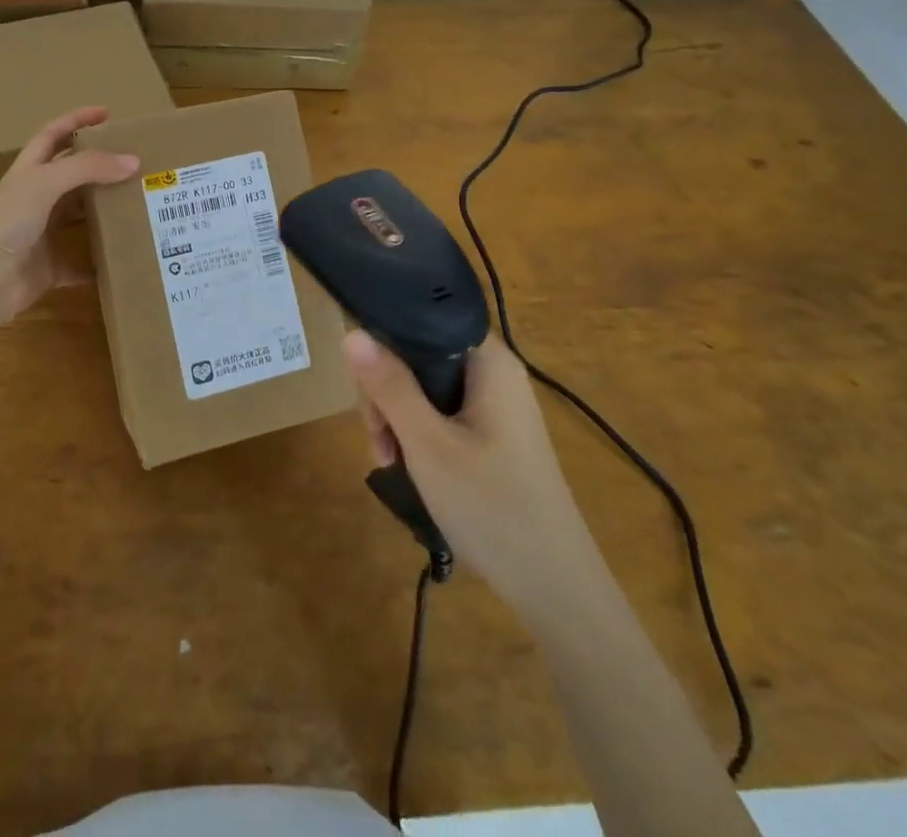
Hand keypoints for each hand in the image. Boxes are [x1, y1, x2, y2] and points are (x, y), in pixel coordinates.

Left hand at [0, 106, 139, 328]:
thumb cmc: (8, 222)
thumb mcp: (45, 183)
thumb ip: (88, 167)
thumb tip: (133, 161)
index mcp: (30, 172)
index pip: (54, 135)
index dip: (77, 120)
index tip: (107, 114)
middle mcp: (37, 199)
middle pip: (72, 175)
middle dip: (100, 166)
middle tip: (135, 161)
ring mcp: (44, 233)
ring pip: (80, 216)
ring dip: (105, 211)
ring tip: (140, 203)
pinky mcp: (52, 267)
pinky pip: (82, 263)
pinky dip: (101, 261)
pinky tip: (127, 254)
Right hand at [345, 331, 588, 601]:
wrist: (555, 587)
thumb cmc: (491, 506)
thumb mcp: (427, 444)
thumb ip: (389, 385)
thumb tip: (351, 333)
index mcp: (488, 360)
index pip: (422, 319)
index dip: (384, 340)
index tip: (362, 382)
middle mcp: (493, 372)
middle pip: (418, 355)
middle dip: (386, 390)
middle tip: (377, 437)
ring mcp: (495, 404)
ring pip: (424, 386)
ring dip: (397, 417)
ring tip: (388, 460)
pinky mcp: (492, 432)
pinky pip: (441, 412)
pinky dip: (417, 433)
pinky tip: (407, 465)